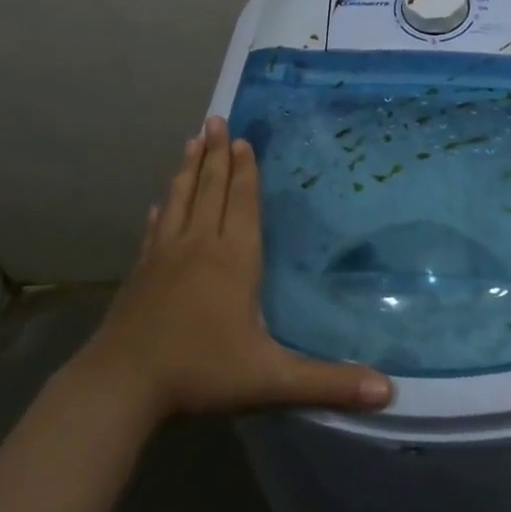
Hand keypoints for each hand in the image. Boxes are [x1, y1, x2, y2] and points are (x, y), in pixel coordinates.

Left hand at [83, 117, 393, 420]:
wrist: (121, 386)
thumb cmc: (201, 373)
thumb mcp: (271, 380)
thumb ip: (328, 383)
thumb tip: (389, 392)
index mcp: (233, 260)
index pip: (242, 204)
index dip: (245, 171)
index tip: (243, 139)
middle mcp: (199, 246)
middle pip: (210, 190)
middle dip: (216, 154)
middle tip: (215, 119)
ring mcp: (164, 256)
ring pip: (180, 201)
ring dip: (188, 169)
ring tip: (192, 140)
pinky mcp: (140, 272)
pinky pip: (154, 230)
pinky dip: (161, 211)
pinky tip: (158, 204)